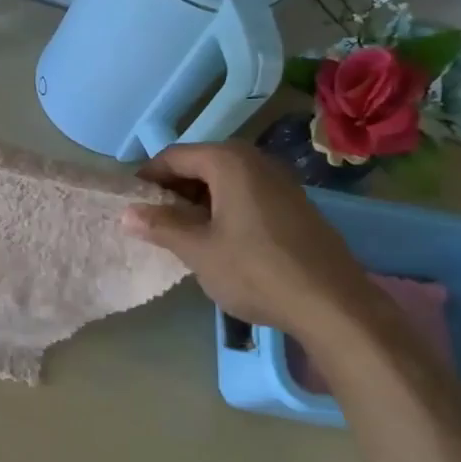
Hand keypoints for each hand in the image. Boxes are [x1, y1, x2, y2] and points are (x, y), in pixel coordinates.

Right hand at [122, 142, 385, 345]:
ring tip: (180, 234)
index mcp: (228, 161)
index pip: (173, 157)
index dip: (147, 178)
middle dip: (172, 190)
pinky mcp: (293, 204)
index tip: (131, 205)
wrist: (334, 305)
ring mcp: (279, 181)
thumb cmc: (256, 271)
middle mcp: (255, 160)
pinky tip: (218, 240)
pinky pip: (245, 194)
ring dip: (197, 201)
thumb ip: (160, 226)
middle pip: (199, 164)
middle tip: (152, 222)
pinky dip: (223, 208)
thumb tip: (126, 212)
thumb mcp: (198, 250)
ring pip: (223, 181)